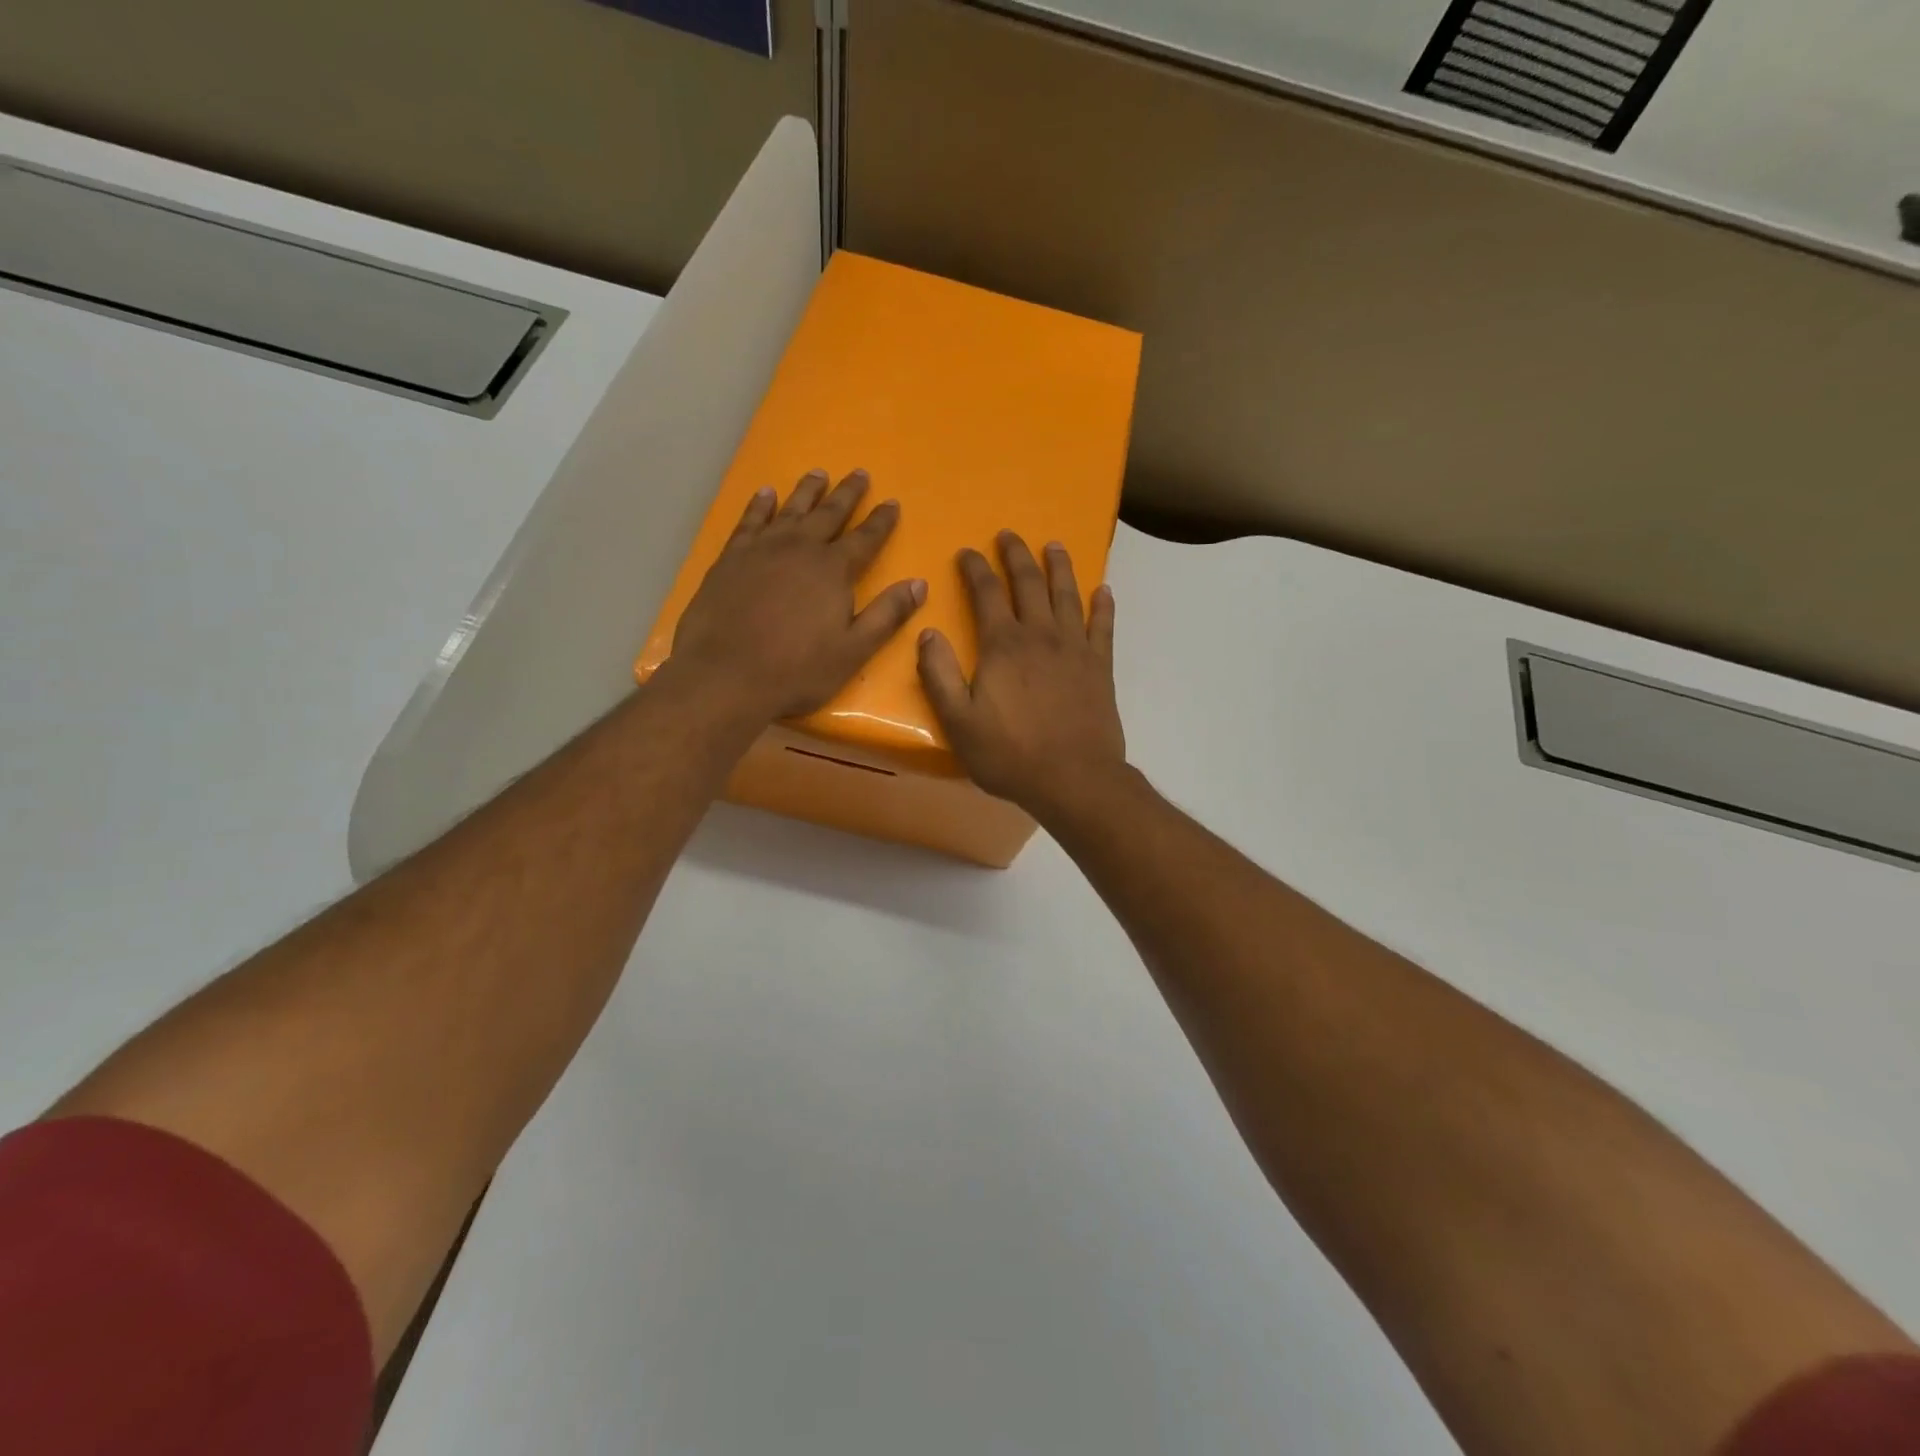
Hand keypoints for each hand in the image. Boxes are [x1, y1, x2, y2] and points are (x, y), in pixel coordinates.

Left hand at [668, 469, 926, 721]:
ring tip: (818, 473)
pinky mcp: (730, 558)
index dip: (881, 521)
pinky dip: (760, 505)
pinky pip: (749, 521)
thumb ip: (887, 615)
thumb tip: (919, 584)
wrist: (725, 676)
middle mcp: (800, 549)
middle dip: (847, 494)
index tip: (892, 502)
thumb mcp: (853, 650)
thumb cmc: (797, 671)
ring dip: (807, 491)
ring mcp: (762, 550)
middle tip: (859, 473)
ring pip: (790, 510)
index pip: (865, 538)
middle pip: (829, 514)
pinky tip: (766, 494)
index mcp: (833, 571)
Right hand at [917, 531, 1127, 817]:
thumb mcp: (959, 722)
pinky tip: (1103, 590)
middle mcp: (1040, 635)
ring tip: (1053, 546)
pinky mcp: (1101, 667)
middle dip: (1016, 555)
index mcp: (1003, 645)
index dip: (975, 569)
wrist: (1074, 779)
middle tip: (1009, 535)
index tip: (967, 552)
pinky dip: (1103, 606)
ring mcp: (1075, 648)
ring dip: (1059, 567)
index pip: (986, 593)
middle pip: (1028, 583)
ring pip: (1067, 595)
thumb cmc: (1010, 755)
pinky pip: (1103, 626)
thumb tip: (927, 633)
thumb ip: (939, 675)